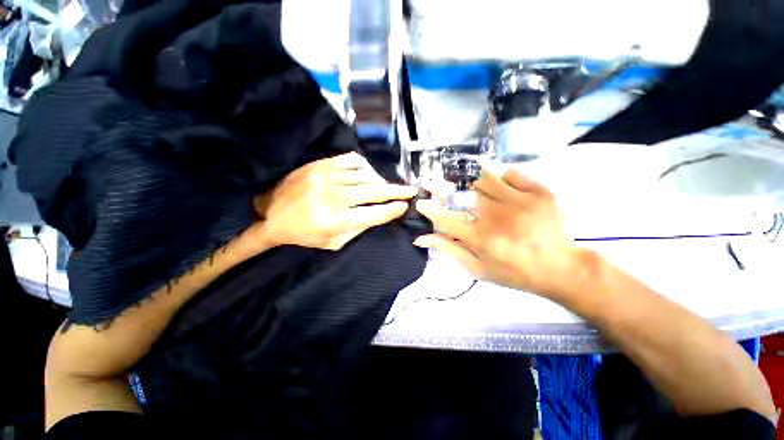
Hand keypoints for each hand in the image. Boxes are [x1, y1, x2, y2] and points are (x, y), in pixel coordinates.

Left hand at [256, 152, 416, 250]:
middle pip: (373, 192)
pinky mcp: (320, 165)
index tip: (405, 206)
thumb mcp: (332, 243)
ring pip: (365, 175)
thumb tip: (379, 216)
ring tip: (383, 187)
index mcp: (336, 220)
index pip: (373, 214)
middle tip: (411, 190)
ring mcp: (326, 177)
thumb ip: (358, 230)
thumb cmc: (304, 234)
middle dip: (396, 192)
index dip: (392, 210)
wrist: (272, 215)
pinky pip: (351, 161)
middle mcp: (333, 197)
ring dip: (379, 181)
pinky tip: (367, 173)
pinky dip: (364, 167)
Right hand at [414, 168, 585, 300]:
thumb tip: (421, 238)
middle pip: (461, 193)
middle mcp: (497, 217)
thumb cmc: (514, 272)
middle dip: (444, 189)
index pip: (444, 217)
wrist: (561, 267)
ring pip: (483, 179)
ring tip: (476, 192)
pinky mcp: (539, 191)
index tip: (422, 203)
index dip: (428, 208)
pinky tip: (501, 189)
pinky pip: (509, 173)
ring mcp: (519, 201)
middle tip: (443, 191)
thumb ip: (449, 250)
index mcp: (480, 239)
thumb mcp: (477, 268)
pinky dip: (500, 178)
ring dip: (472, 184)